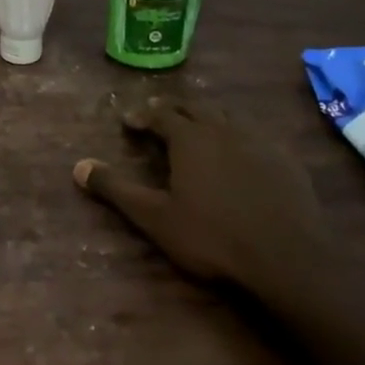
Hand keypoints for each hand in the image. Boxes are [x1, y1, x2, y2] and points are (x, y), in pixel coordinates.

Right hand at [73, 96, 322, 304]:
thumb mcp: (155, 218)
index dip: (141, 115)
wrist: (286, 257)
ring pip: (227, 117)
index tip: (128, 120)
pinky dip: (237, 136)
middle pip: (194, 107)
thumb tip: (78, 167)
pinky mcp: (285, 159)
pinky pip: (255, 135)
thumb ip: (116, 189)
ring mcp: (259, 141)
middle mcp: (223, 130)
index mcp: (190, 139)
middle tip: (159, 115)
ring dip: (207, 117)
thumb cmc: (212, 237)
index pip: (160, 114)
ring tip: (197, 128)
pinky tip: (240, 154)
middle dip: (173, 109)